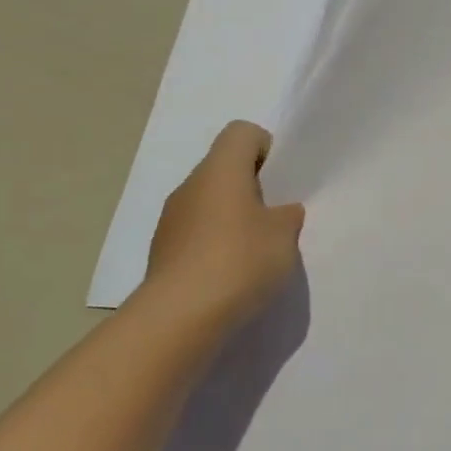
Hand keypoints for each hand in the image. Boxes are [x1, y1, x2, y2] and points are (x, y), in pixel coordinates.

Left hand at [141, 121, 304, 336]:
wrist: (179, 317)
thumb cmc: (239, 261)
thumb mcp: (284, 236)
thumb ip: (287, 216)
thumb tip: (280, 212)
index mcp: (221, 169)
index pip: (242, 133)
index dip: (266, 149)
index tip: (281, 183)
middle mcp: (191, 185)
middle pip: (225, 168)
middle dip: (252, 188)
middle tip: (275, 220)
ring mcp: (171, 219)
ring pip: (209, 202)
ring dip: (232, 218)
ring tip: (254, 254)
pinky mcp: (163, 252)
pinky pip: (196, 234)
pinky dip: (214, 245)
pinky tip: (230, 275)